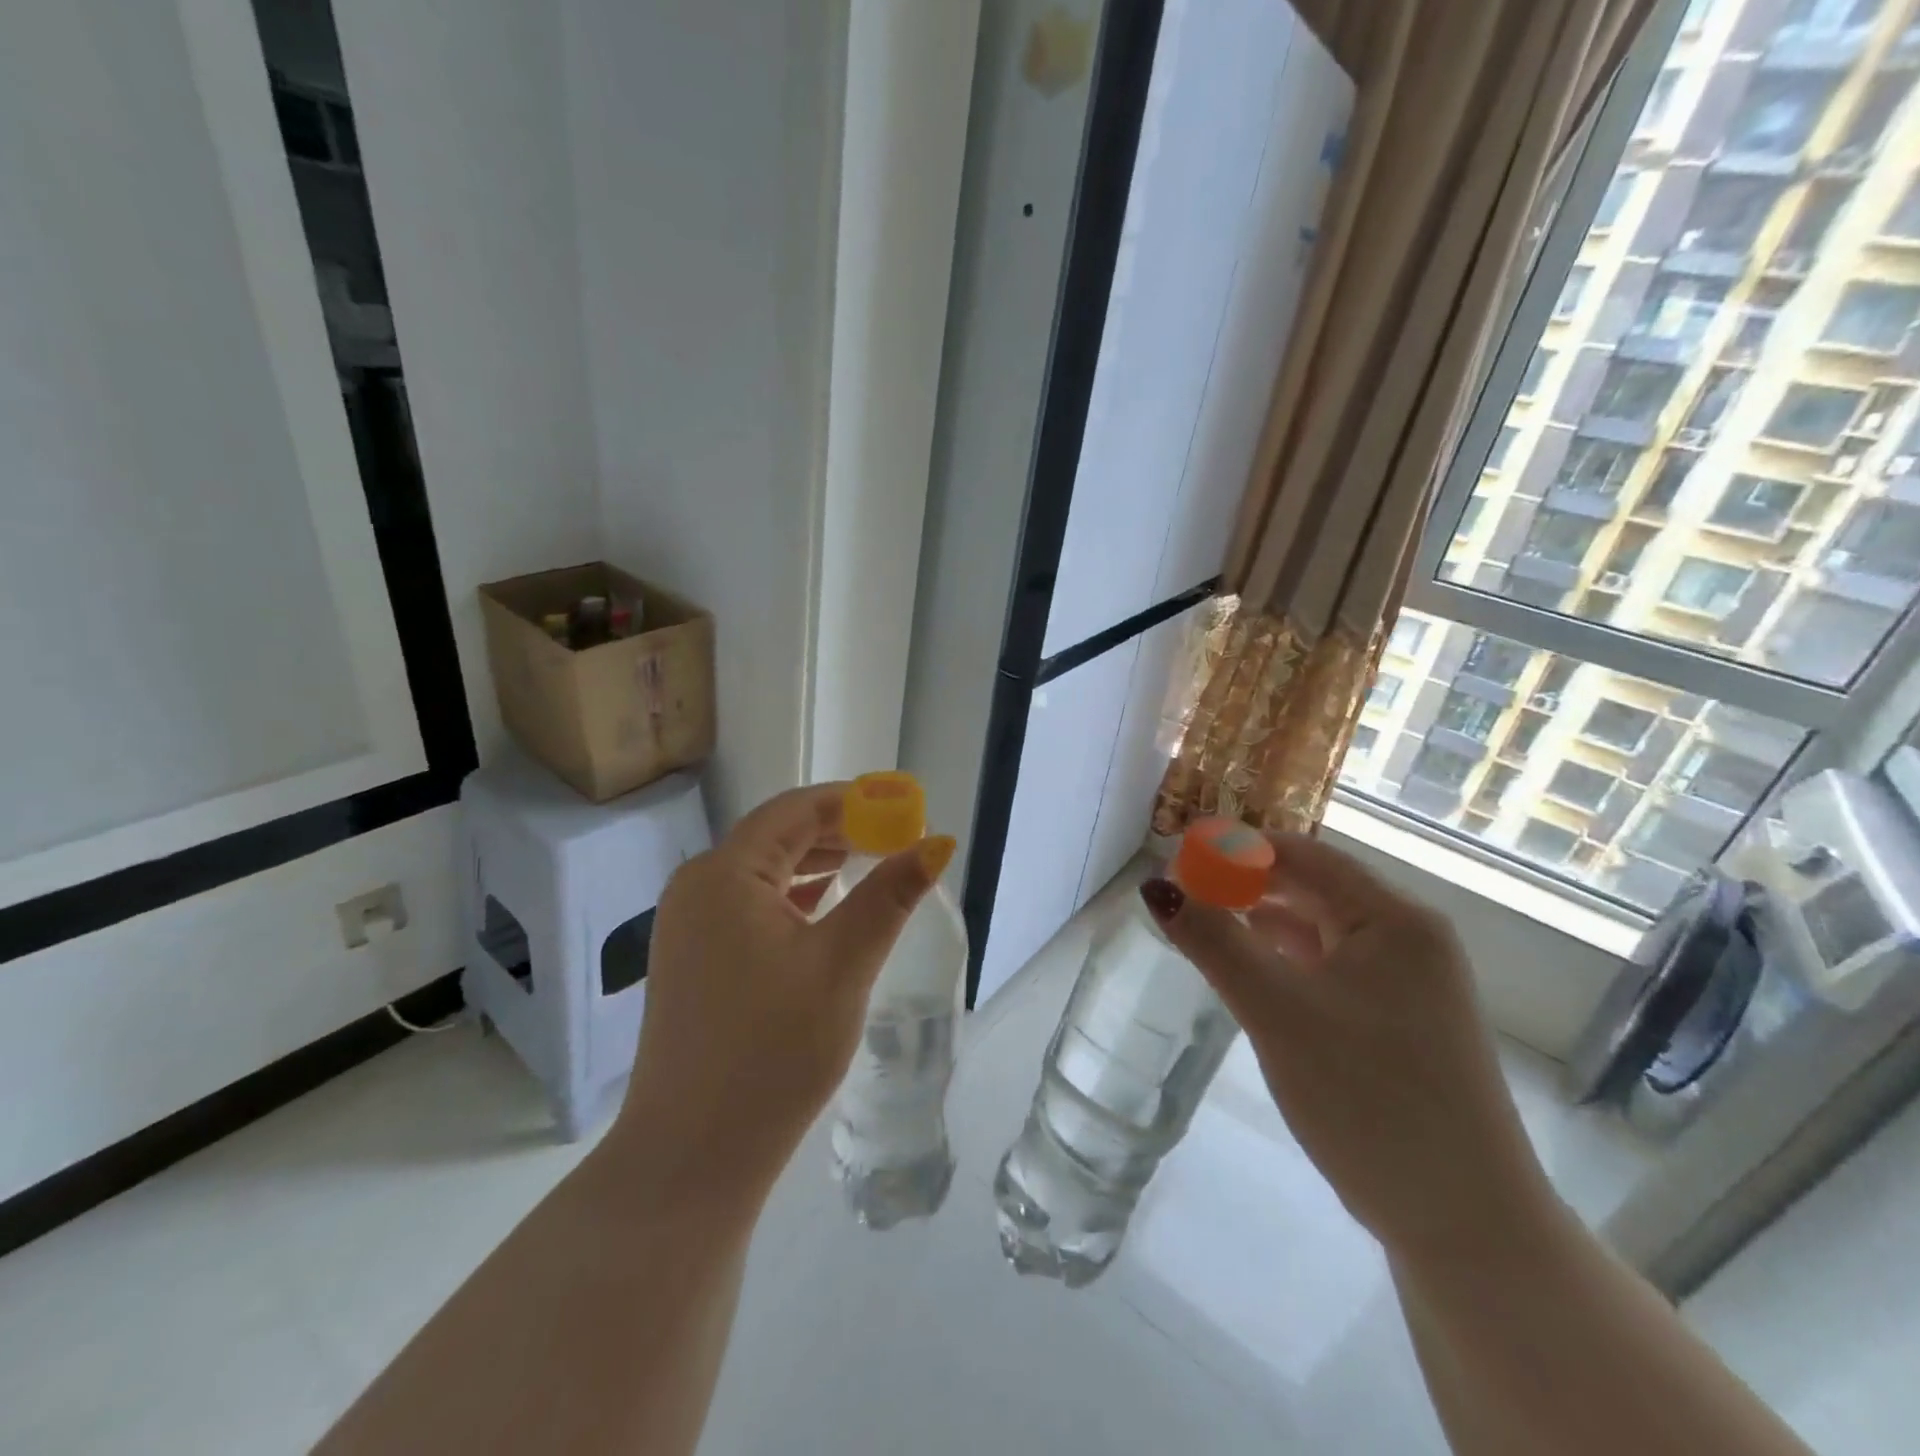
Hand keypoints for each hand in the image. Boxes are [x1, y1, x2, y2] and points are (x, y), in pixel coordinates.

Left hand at [609, 784, 954, 1209]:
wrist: (691, 1157)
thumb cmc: (771, 1052)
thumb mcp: (842, 965)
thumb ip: (889, 896)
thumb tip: (936, 843)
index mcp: (725, 873)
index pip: (796, 810)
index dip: (854, 802)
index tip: (905, 810)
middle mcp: (698, 886)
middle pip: (777, 835)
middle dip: (840, 831)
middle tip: (898, 840)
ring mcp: (689, 924)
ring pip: (764, 870)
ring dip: (818, 862)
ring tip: (873, 865)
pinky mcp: (693, 957)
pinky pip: (749, 904)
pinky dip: (794, 896)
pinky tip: (826, 907)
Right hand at [1142, 834, 1555, 1262]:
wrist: (1464, 1223)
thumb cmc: (1368, 1097)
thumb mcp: (1277, 1011)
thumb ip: (1213, 942)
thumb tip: (1156, 886)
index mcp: (1394, 919)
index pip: (1303, 855)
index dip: (1237, 848)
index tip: (1178, 856)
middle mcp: (1407, 938)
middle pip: (1312, 887)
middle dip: (1245, 883)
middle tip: (1181, 891)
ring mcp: (1407, 982)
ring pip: (1318, 928)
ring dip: (1261, 919)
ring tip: (1203, 921)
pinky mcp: (1397, 1020)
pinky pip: (1328, 966)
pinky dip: (1283, 958)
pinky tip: (1248, 967)